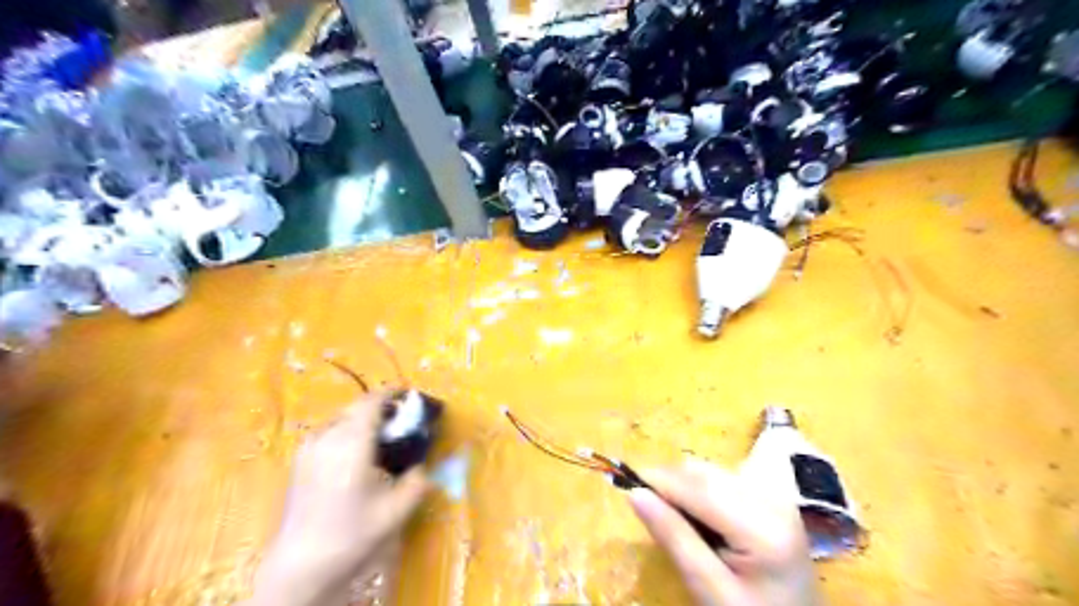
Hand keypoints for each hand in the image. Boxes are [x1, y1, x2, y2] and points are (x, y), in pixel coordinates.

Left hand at [245, 392, 427, 605]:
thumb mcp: (397, 510)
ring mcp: (309, 447)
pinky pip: (328, 431)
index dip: (392, 393)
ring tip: (379, 436)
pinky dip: (346, 430)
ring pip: (341, 417)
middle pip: (357, 406)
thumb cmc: (352, 535)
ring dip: (362, 418)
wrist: (300, 564)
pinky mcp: (299, 459)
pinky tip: (353, 453)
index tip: (409, 396)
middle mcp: (328, 437)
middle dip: (380, 406)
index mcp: (352, 444)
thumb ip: (417, 480)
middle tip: (400, 420)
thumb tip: (422, 463)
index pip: (372, 402)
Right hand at [624, 460, 819, 605]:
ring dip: (685, 486)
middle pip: (705, 473)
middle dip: (671, 484)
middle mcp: (773, 499)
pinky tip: (701, 519)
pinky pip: (725, 479)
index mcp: (763, 527)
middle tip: (648, 509)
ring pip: (712, 471)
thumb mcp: (709, 588)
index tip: (623, 482)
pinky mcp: (772, 498)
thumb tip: (634, 493)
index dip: (659, 480)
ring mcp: (776, 496)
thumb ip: (674, 537)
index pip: (699, 488)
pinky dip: (702, 491)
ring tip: (677, 521)